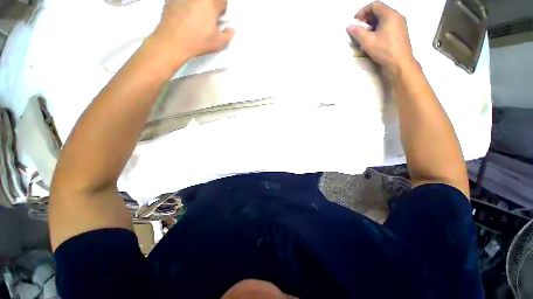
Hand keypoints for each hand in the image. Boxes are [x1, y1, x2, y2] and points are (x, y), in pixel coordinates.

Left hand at [153, 0, 234, 63]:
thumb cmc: (197, 42)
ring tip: (194, 17)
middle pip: (209, 0)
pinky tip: (183, 15)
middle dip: (210, 6)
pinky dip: (186, 5)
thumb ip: (228, 35)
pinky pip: (184, 0)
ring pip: (196, 1)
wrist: (172, 41)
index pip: (222, 0)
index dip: (222, 9)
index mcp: (210, 3)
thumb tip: (231, 30)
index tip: (218, 18)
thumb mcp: (217, 43)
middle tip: (206, 17)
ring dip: (198, 6)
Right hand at [347, 1, 414, 79]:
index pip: (375, 5)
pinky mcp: (400, 33)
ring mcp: (400, 25)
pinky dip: (378, 29)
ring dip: (372, 25)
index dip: (363, 11)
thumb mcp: (367, 41)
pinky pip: (388, 26)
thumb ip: (357, 32)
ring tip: (364, 35)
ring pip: (383, 19)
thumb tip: (349, 27)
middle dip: (367, 18)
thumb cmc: (384, 50)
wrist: (399, 63)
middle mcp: (396, 16)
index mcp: (390, 14)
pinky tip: (373, 39)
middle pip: (380, 11)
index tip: (355, 20)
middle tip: (358, 28)